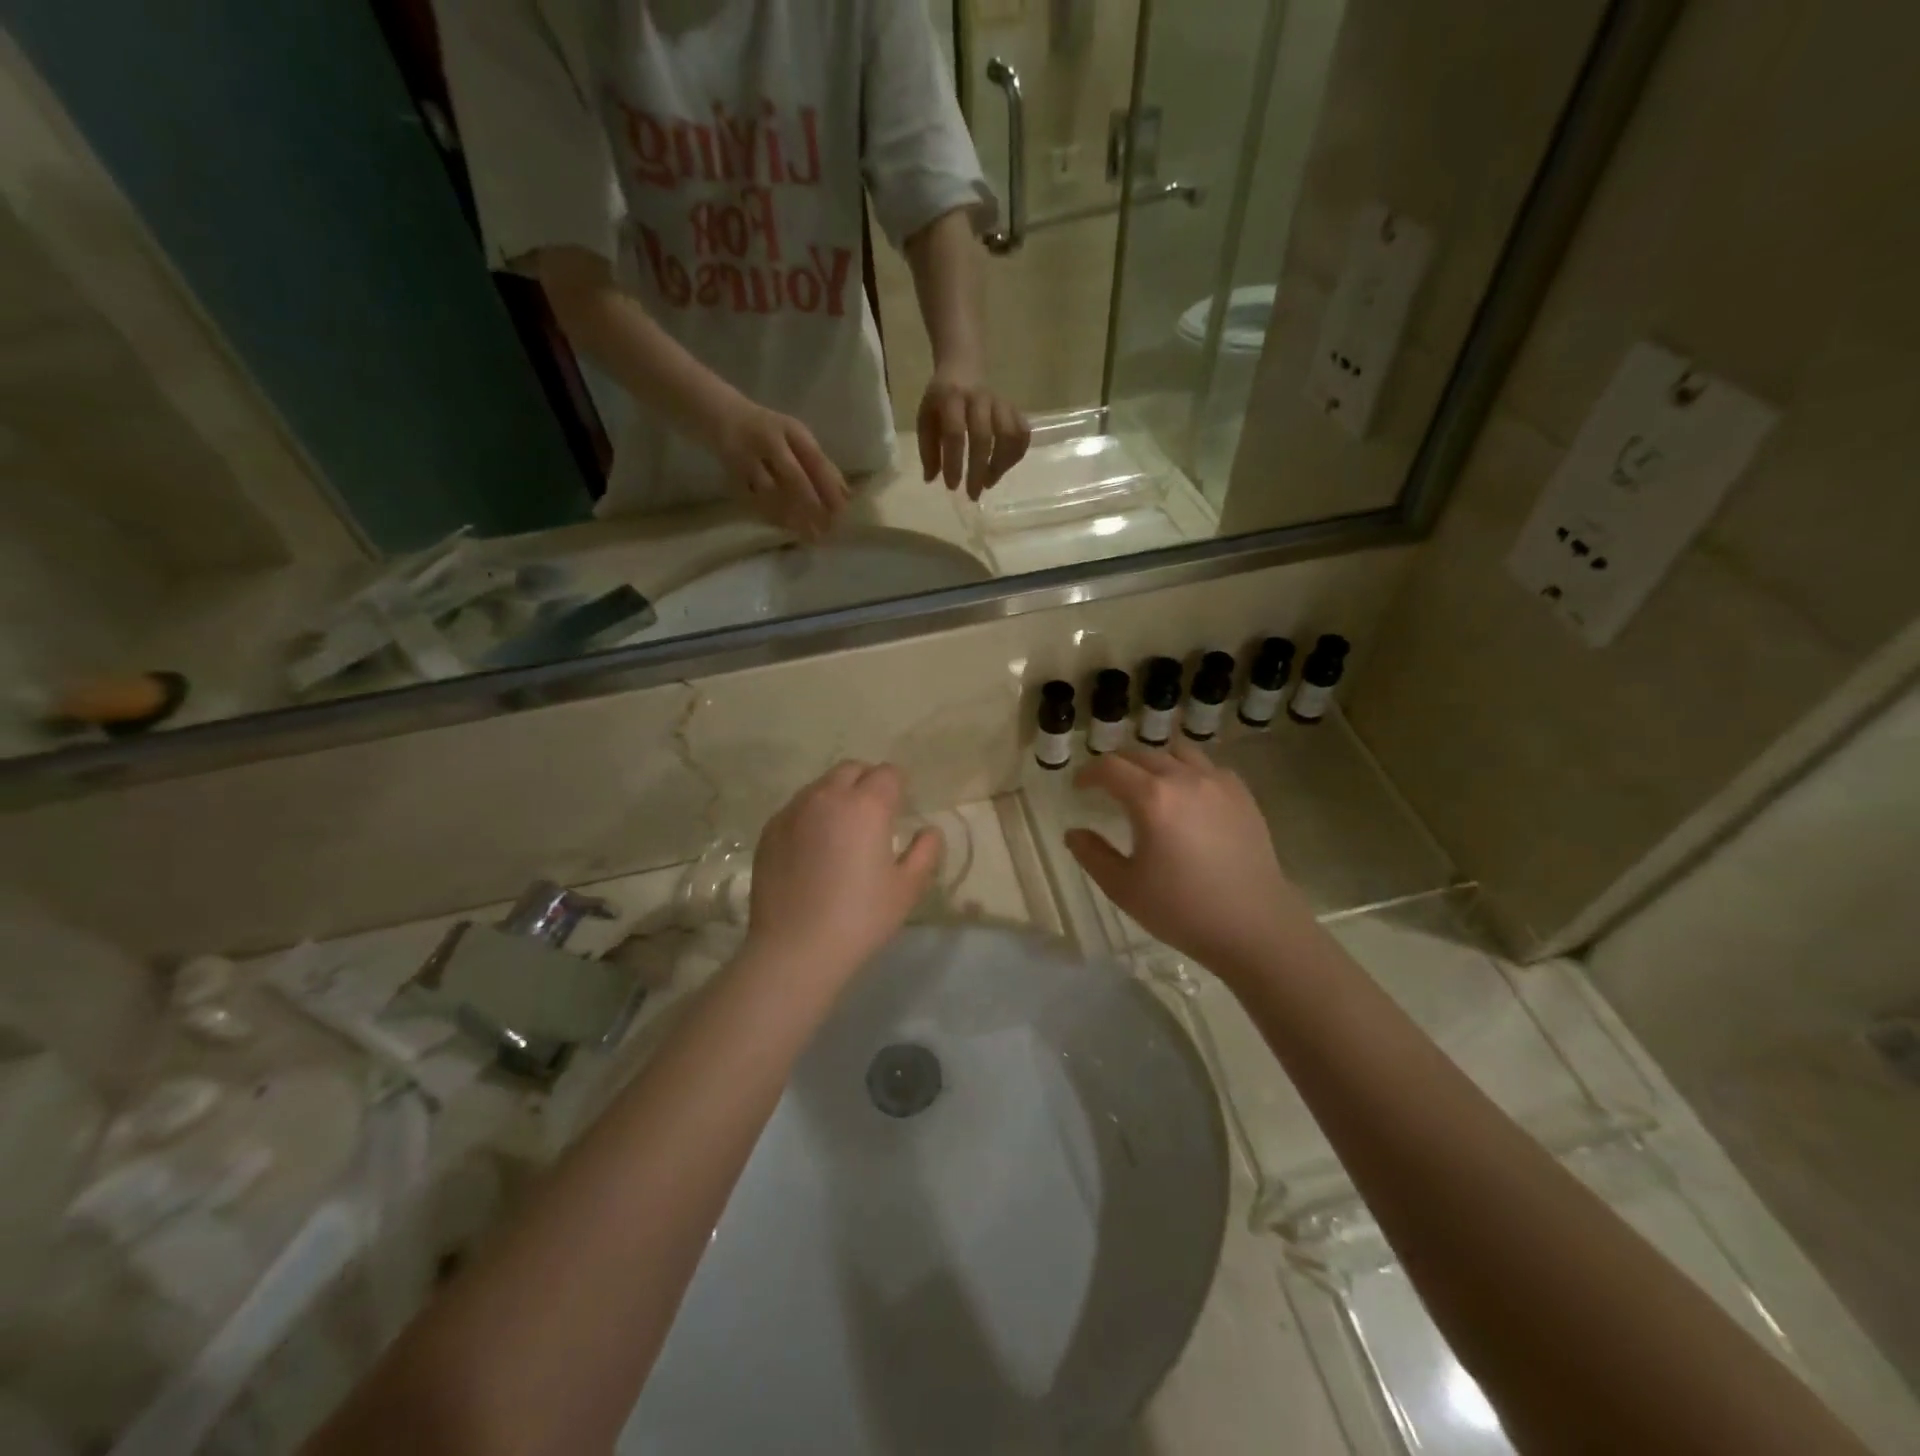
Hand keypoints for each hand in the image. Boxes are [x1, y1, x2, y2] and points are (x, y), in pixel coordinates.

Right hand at [713, 400, 849, 539]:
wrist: (722, 414)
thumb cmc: (770, 430)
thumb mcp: (797, 437)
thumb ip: (820, 462)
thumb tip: (847, 494)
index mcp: (790, 430)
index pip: (814, 459)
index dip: (829, 487)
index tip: (842, 511)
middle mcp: (768, 441)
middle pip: (793, 476)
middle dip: (812, 505)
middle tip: (827, 529)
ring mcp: (747, 457)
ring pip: (772, 492)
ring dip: (792, 515)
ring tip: (811, 535)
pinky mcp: (732, 473)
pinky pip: (754, 500)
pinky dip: (772, 516)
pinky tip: (788, 529)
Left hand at [746, 762, 941, 979]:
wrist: (794, 949)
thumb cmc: (860, 918)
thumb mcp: (907, 888)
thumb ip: (925, 851)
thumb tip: (929, 831)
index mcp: (866, 805)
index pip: (888, 773)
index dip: (898, 787)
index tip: (900, 809)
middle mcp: (827, 796)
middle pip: (852, 769)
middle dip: (867, 782)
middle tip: (874, 816)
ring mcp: (793, 811)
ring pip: (821, 786)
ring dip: (837, 796)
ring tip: (842, 832)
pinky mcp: (770, 830)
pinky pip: (797, 808)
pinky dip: (811, 816)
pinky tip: (814, 849)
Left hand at [917, 373, 1029, 499]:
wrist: (963, 367)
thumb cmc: (941, 401)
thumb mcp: (926, 419)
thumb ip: (927, 448)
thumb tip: (931, 479)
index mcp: (951, 399)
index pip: (954, 433)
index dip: (954, 462)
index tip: (952, 487)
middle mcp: (978, 398)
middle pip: (983, 436)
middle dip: (979, 470)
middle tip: (974, 494)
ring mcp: (999, 402)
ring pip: (1009, 434)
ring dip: (1001, 464)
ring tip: (989, 482)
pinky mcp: (1013, 408)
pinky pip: (1022, 432)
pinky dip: (1016, 454)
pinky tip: (1005, 467)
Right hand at [1065, 741, 1315, 978]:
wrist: (1254, 926)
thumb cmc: (1182, 910)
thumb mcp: (1124, 888)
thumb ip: (1092, 855)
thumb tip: (1073, 832)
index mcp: (1151, 798)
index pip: (1110, 768)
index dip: (1088, 773)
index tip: (1078, 787)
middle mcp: (1184, 778)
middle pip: (1141, 754)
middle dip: (1117, 765)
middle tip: (1106, 786)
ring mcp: (1217, 783)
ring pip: (1177, 753)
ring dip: (1154, 762)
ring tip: (1148, 785)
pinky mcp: (1242, 794)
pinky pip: (1207, 767)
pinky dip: (1188, 771)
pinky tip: (1187, 797)